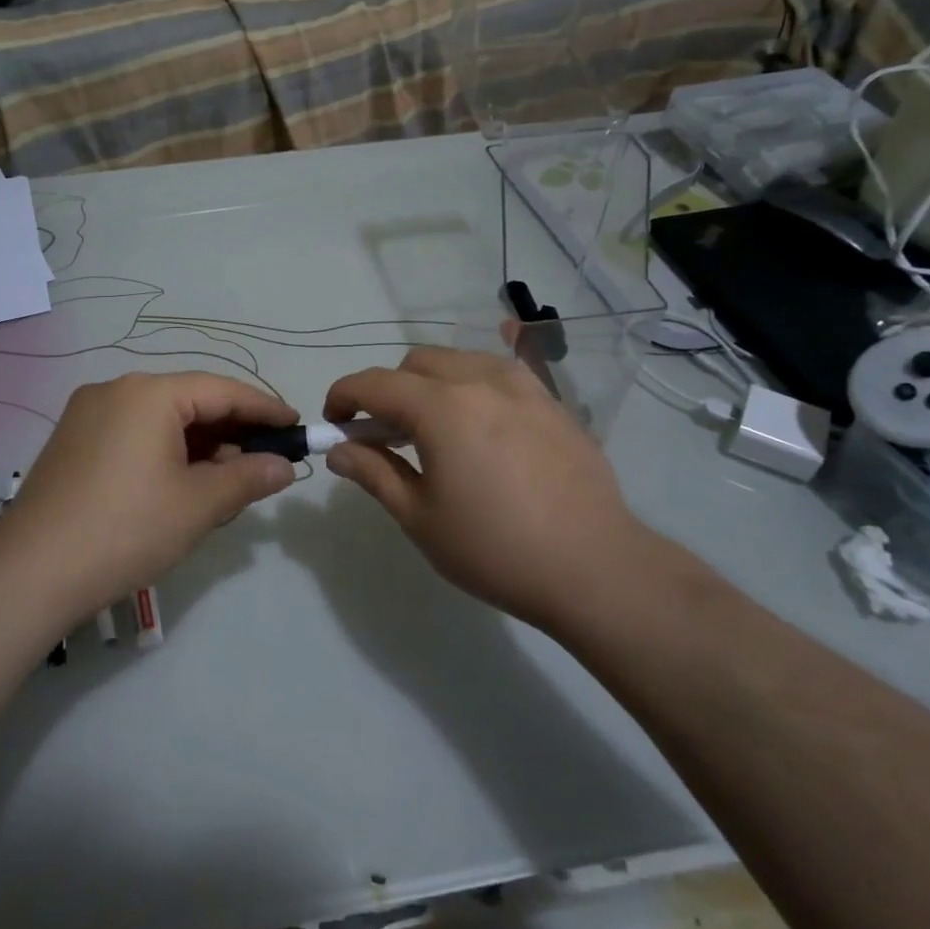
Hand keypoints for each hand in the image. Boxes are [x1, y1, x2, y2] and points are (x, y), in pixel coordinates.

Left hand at [2, 372, 298, 620]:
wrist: (30, 574)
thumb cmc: (126, 529)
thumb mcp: (199, 504)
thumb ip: (248, 477)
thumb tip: (284, 466)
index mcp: (149, 393)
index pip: (223, 390)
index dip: (264, 408)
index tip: (295, 427)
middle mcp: (116, 390)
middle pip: (190, 401)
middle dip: (231, 431)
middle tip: (265, 461)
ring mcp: (88, 415)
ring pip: (161, 419)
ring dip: (199, 445)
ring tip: (227, 480)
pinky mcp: (72, 442)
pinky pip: (134, 434)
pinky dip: (166, 452)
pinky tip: (181, 484)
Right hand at [323, 346, 674, 635]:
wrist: (594, 567)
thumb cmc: (495, 548)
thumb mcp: (420, 518)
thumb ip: (374, 473)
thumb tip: (339, 451)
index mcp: (441, 407)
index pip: (375, 383)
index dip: (344, 396)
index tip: (335, 423)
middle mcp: (480, 380)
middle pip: (416, 363)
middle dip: (388, 390)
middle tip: (385, 436)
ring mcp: (523, 386)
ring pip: (459, 361)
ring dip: (431, 384)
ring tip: (434, 429)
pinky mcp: (552, 401)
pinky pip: (500, 373)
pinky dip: (473, 386)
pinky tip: (480, 419)